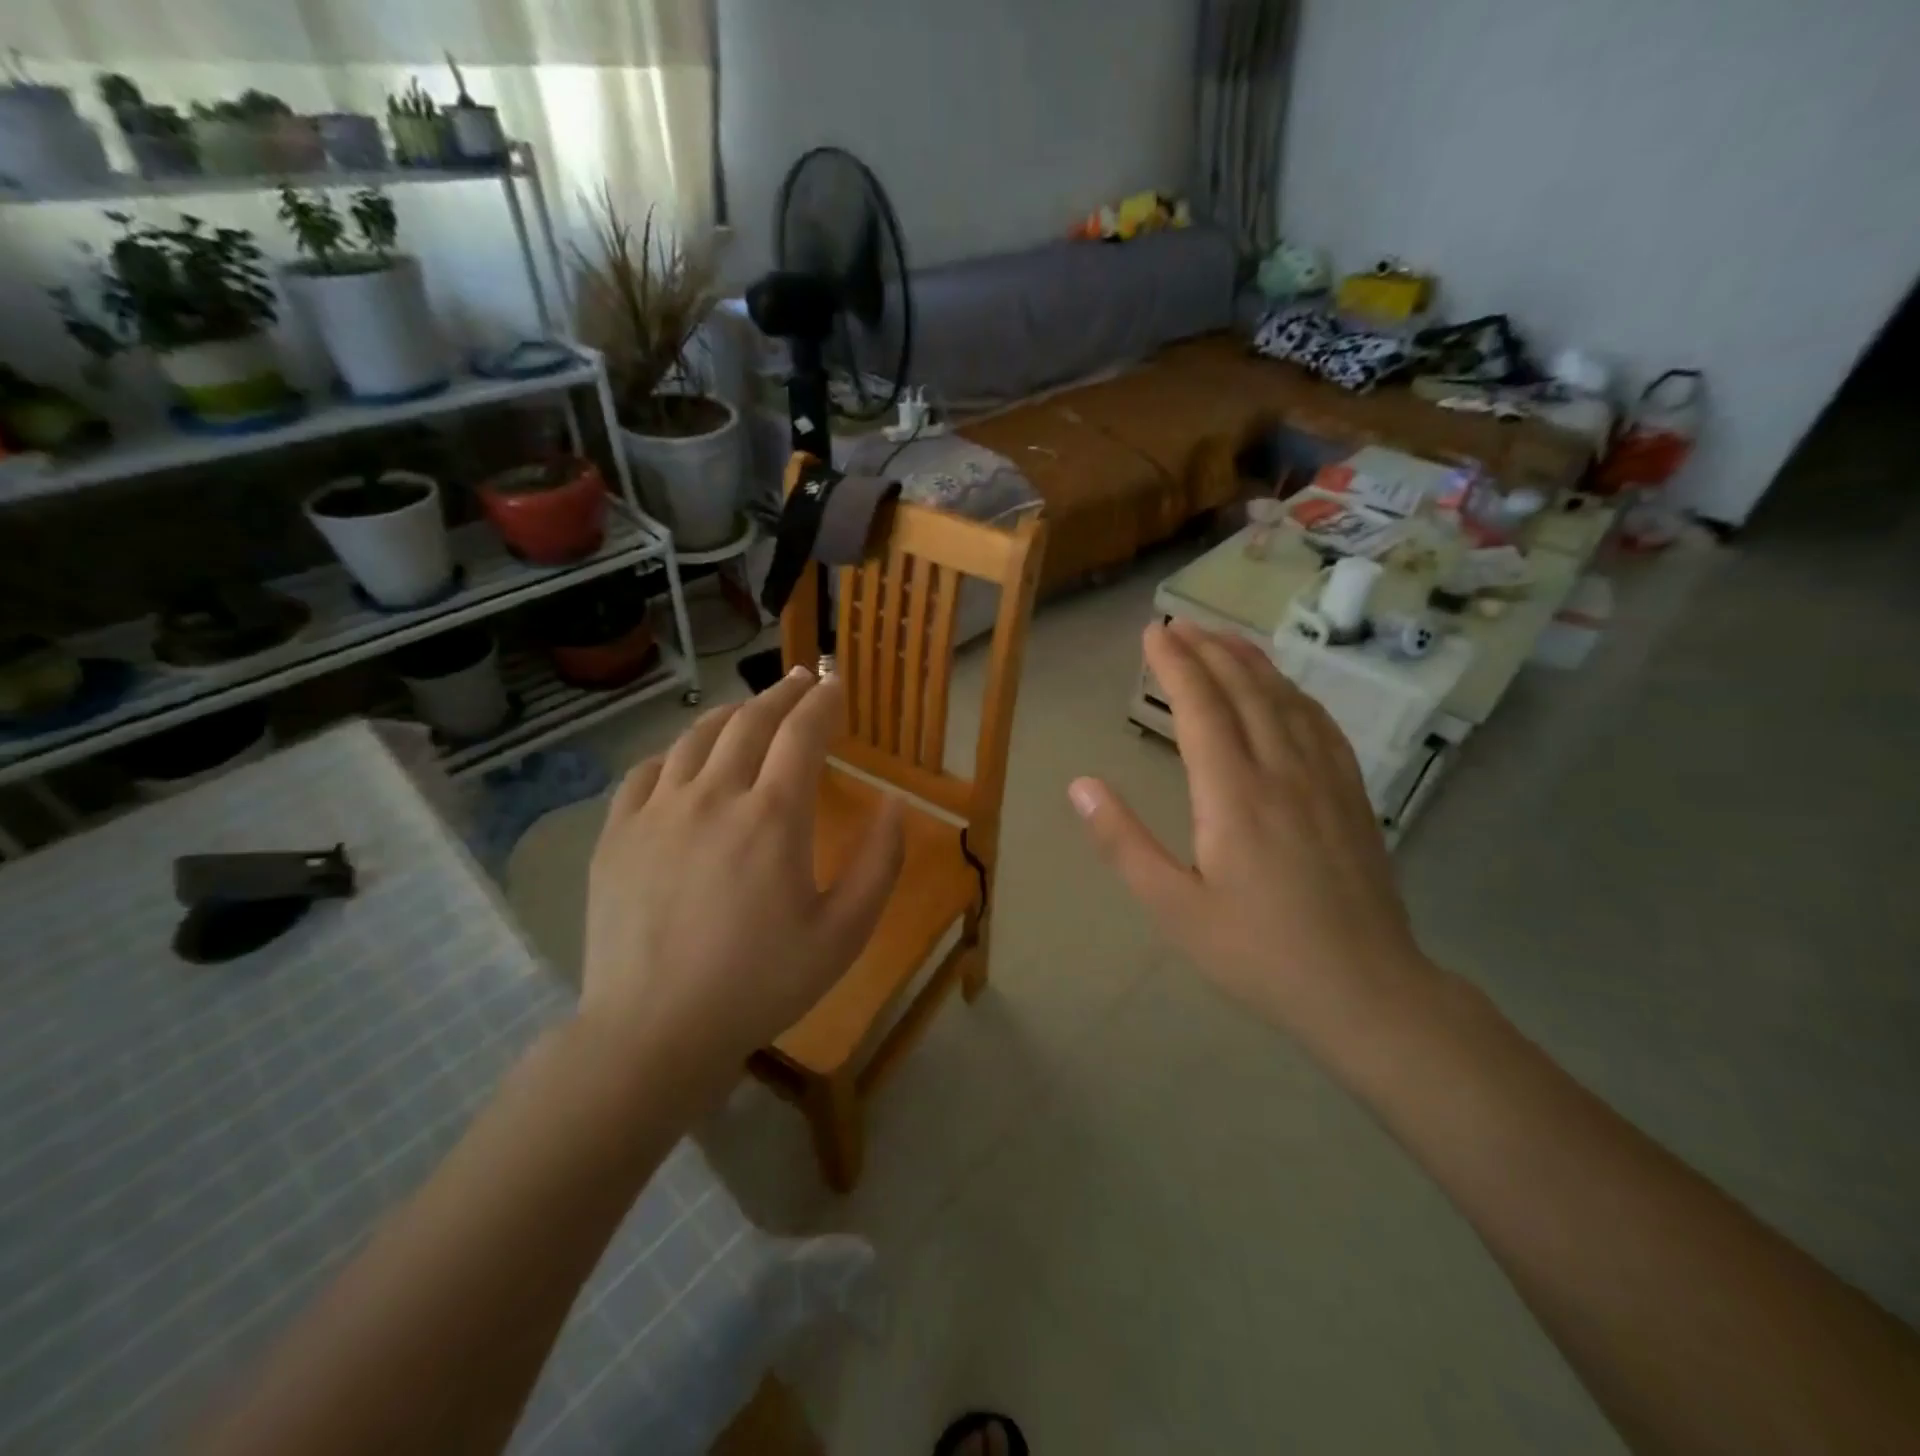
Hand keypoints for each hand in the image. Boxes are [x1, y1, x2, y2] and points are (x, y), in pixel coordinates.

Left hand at [580, 668, 903, 1083]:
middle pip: (750, 721)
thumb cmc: (761, 983)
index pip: (802, 733)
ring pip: (696, 737)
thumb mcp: (844, 934)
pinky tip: (685, 762)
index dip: (824, 701)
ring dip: (731, 714)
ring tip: (750, 710)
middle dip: (782, 694)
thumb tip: (893, 806)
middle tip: (801, 680)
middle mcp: (713, 796)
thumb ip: (880, 864)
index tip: (836, 683)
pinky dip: (675, 753)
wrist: (654, 1031)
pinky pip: (647, 771)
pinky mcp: (618, 834)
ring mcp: (657, 811)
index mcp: (773, 816)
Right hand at [1071, 622, 1434, 1041]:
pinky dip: (1295, 693)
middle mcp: (1282, 771)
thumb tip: (1079, 785)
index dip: (1176, 664)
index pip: (1201, 707)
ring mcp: (1325, 779)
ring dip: (1252, 661)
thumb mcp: (1174, 907)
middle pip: (1245, 690)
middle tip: (1180, 623)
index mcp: (1234, 794)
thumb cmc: (1257, 952)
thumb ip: (1123, 842)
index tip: (1153, 632)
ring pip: (1287, 700)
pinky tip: (1286, 690)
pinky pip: (1322, 725)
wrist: (1366, 990)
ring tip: (1225, 637)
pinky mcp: (1352, 795)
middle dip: (1209, 649)